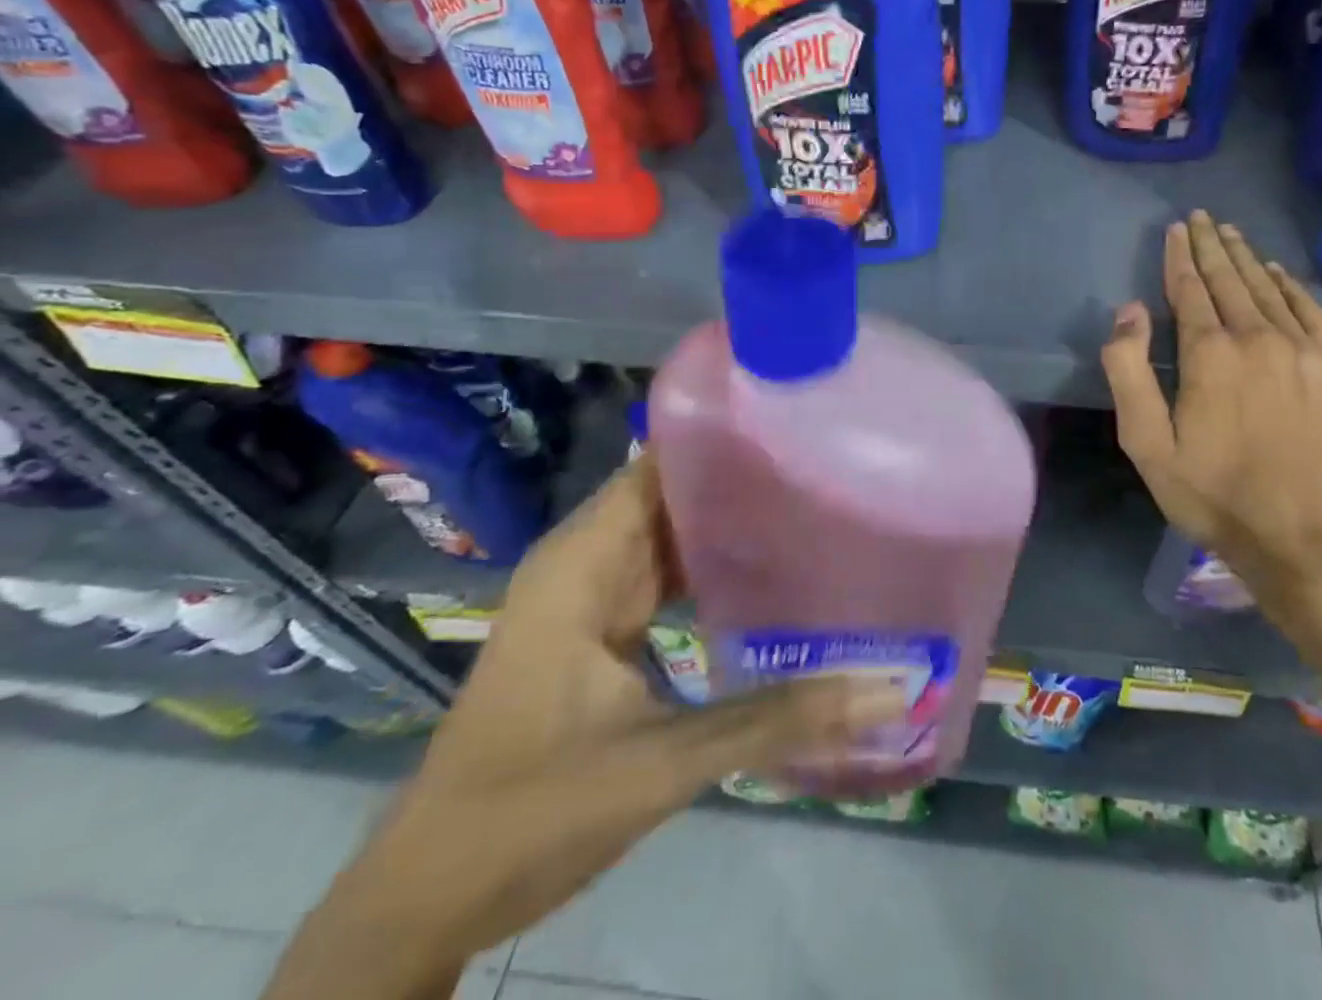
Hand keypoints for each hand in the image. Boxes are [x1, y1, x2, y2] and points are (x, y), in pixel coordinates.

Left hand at [269, 453, 903, 998]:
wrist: (431, 898)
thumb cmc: (529, 812)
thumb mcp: (661, 764)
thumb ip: (776, 719)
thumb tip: (888, 690)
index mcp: (584, 560)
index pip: (661, 464)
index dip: (725, 437)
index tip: (801, 424)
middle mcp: (588, 561)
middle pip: (675, 492)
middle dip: (746, 477)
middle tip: (832, 466)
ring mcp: (595, 595)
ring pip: (675, 532)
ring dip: (735, 521)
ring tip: (817, 503)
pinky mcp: (605, 629)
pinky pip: (670, 573)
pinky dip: (717, 566)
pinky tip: (774, 569)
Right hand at [1101, 211, 1321, 616]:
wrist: (1302, 537)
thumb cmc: (1212, 493)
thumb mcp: (1147, 443)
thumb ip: (1129, 371)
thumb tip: (1129, 311)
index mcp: (1210, 353)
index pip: (1190, 288)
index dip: (1179, 256)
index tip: (1175, 228)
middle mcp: (1259, 338)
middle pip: (1230, 279)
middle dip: (1211, 245)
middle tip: (1201, 217)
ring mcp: (1306, 351)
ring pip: (1269, 289)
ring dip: (1246, 258)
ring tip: (1230, 233)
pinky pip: (1311, 311)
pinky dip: (1291, 286)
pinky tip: (1278, 272)